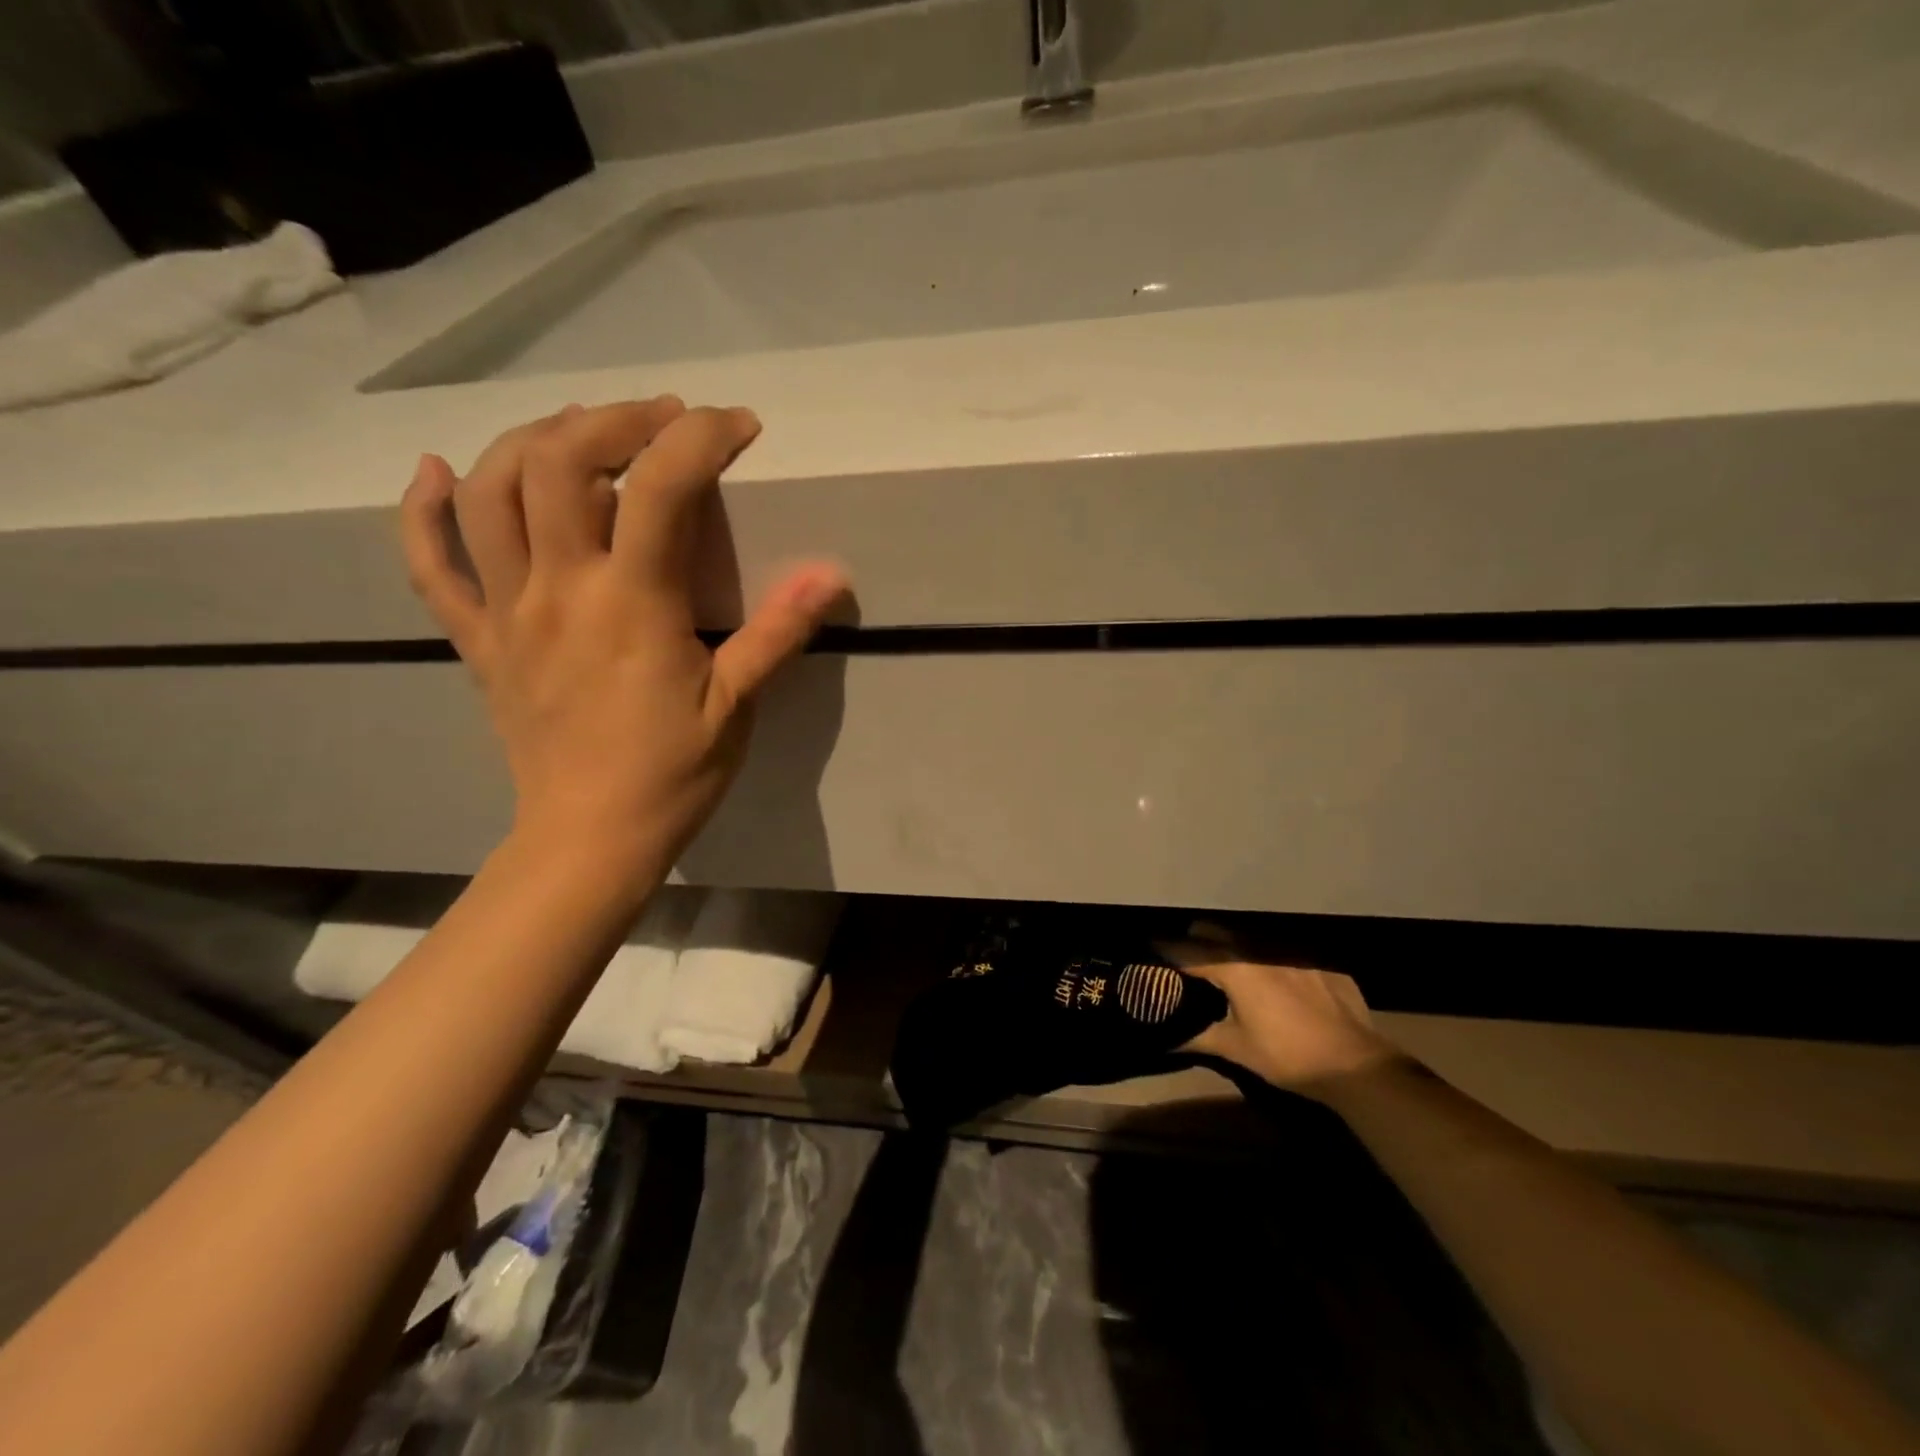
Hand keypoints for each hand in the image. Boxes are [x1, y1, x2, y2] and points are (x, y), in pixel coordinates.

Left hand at [400, 397, 845, 870]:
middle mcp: (559, 589)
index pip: (661, 487)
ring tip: (581, 433)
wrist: (589, 839)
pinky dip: (423, 511)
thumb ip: (778, 632)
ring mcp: (507, 611)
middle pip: (560, 462)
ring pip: (491, 492)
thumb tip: (832, 573)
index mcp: (632, 604)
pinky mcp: (479, 641)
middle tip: (660, 421)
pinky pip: (431, 566)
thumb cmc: (672, 775)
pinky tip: (435, 473)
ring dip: (533, 441)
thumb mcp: (736, 705)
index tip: (737, 426)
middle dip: (614, 420)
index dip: (701, 437)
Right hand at [1168, 938, 1398, 1093]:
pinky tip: (1275, 984)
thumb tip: (1165, 1040)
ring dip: (1231, 948)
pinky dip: (1268, 962)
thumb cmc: (1286, 1055)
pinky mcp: (1317, 962)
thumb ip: (1197, 1038)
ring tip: (1227, 968)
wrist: (1355, 1064)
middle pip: (1214, 931)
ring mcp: (1291, 951)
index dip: (1164, 950)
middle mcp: (1258, 948)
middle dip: (1195, 940)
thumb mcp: (1236, 1049)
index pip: (1186, 951)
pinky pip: (1281, 952)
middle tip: (1185, 960)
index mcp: (1233, 967)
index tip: (1148, 948)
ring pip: (1248, 938)